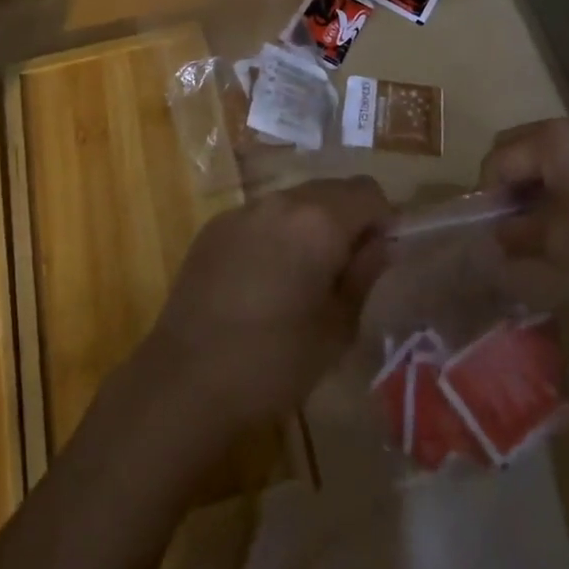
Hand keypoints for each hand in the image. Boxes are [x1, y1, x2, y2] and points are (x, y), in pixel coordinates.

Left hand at [142, 176, 391, 429]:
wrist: (187, 379)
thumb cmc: (275, 362)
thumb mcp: (337, 329)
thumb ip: (364, 275)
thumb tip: (382, 244)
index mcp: (319, 220)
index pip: (368, 191)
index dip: (382, 220)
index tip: (376, 258)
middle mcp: (281, 201)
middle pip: (330, 190)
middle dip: (346, 220)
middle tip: (344, 271)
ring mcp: (243, 210)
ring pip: (293, 201)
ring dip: (309, 226)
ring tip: (302, 277)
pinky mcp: (215, 226)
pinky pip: (260, 217)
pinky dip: (274, 235)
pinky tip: (263, 280)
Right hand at [480, 117, 568, 316]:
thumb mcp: (563, 245)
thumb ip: (518, 234)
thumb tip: (496, 234)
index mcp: (553, 138)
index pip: (497, 159)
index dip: (487, 197)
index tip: (493, 233)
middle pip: (520, 146)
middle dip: (510, 183)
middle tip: (515, 227)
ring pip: (550, 152)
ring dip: (538, 182)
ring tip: (546, 226)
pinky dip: (567, 181)